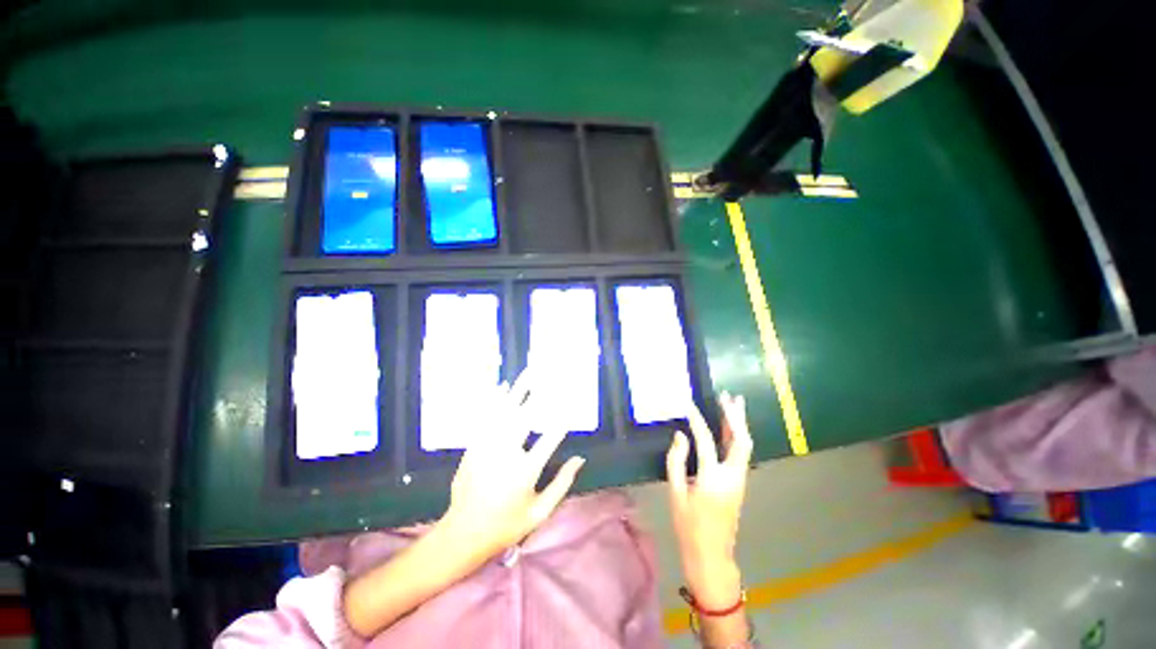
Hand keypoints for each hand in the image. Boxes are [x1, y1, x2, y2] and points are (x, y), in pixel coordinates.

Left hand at [439, 371, 585, 562]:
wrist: (463, 533)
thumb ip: (562, 484)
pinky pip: (486, 416)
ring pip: (505, 410)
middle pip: (525, 415)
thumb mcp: (540, 512)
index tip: (573, 404)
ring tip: (529, 372)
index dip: (564, 419)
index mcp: (526, 470)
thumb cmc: (506, 525)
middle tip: (549, 374)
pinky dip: (495, 399)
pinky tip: (503, 386)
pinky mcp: (474, 445)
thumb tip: (580, 459)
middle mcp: (507, 452)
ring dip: (518, 389)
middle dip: (539, 392)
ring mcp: (487, 446)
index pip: (551, 437)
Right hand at [666, 393, 751, 608]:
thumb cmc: (689, 527)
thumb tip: (680, 436)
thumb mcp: (675, 494)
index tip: (688, 403)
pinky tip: (729, 427)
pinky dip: (736, 436)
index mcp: (712, 478)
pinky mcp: (739, 484)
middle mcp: (731, 476)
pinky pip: (740, 453)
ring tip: (734, 403)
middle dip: (734, 416)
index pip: (705, 440)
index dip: (697, 419)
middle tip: (727, 397)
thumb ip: (676, 462)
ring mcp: (739, 480)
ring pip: (745, 446)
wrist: (712, 556)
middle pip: (740, 440)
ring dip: (739, 423)